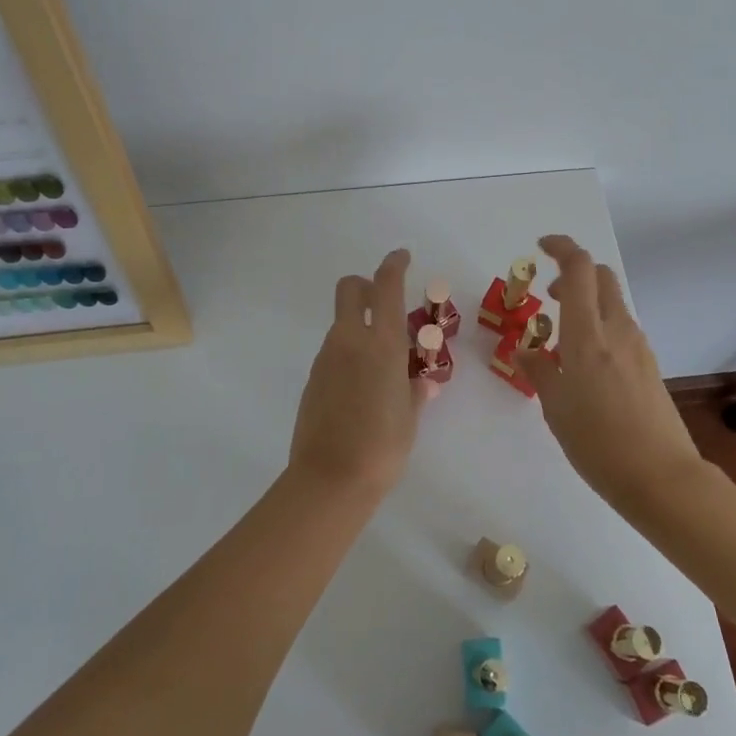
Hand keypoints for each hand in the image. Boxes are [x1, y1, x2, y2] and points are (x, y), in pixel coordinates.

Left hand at [288, 248, 432, 500]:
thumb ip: (415, 392)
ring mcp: (326, 358)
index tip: (402, 256)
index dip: (394, 264)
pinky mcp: (312, 378)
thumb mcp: (409, 417)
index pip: (386, 286)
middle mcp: (350, 340)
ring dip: (358, 325)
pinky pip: (333, 352)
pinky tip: (360, 387)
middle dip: (365, 284)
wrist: (330, 479)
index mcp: (381, 343)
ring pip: (341, 323)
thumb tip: (422, 384)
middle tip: (383, 302)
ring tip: (381, 363)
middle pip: (349, 289)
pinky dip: (348, 353)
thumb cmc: (382, 446)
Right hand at [516, 235, 703, 509]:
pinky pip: (621, 328)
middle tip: (551, 295)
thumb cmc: (598, 442)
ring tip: (562, 336)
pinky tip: (585, 363)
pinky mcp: (649, 365)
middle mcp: (617, 329)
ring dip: (587, 302)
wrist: (661, 478)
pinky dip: (600, 326)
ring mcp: (638, 346)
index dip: (561, 247)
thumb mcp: (555, 407)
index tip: (541, 246)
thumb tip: (526, 350)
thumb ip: (539, 370)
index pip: (579, 268)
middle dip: (575, 272)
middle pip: (601, 276)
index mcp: (588, 334)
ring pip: (612, 302)